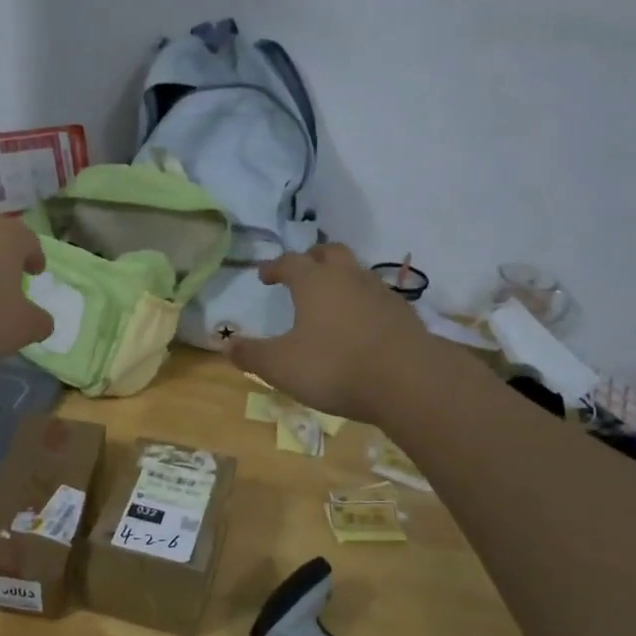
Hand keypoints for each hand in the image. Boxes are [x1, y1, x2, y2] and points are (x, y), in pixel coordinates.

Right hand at [225, 244, 439, 423]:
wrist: (409, 381)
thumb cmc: (335, 366)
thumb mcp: (281, 366)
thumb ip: (251, 355)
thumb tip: (226, 345)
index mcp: (314, 282)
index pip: (290, 262)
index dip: (275, 267)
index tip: (265, 276)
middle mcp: (348, 278)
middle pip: (330, 253)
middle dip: (313, 259)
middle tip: (302, 272)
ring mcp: (381, 293)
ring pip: (357, 273)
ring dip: (340, 280)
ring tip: (330, 301)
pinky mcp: (404, 315)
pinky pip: (377, 298)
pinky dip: (362, 304)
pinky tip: (359, 327)